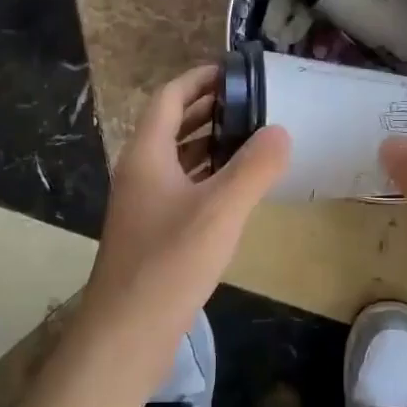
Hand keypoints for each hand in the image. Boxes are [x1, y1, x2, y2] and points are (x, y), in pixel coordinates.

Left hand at [80, 65, 289, 385]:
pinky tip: (238, 187)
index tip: (236, 72)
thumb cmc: (170, 263)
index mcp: (147, 155)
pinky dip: (209, 176)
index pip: (170, 97)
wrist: (126, 334)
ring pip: (178, 158)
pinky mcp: (154, 232)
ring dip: (210, 143)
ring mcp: (144, 204)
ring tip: (253, 137)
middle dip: (210, 109)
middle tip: (255, 103)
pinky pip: (183, 188)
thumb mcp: (221, 210)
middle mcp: (140, 172)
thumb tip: (280, 131)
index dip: (200, 79)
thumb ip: (254, 167)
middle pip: (172, 125)